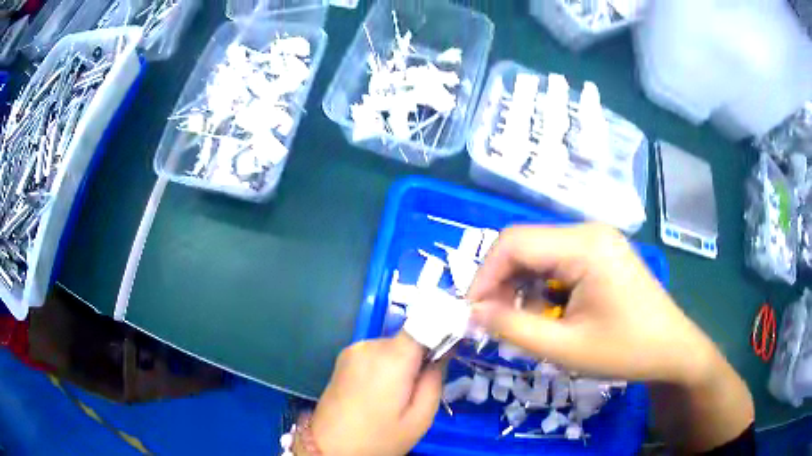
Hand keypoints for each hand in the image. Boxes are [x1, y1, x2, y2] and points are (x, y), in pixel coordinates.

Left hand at [301, 331, 441, 455]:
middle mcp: (369, 345)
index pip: (423, 323)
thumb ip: (435, 380)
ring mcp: (352, 350)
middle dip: (420, 356)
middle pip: (407, 338)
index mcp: (391, 357)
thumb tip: (443, 353)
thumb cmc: (378, 438)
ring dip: (402, 362)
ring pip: (392, 346)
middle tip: (421, 387)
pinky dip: (385, 365)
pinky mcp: (342, 358)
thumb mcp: (419, 418)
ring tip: (397, 395)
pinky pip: (375, 353)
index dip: (441, 329)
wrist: (329, 448)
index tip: (453, 346)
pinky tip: (380, 391)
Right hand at [468, 224, 716, 386]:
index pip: (514, 243)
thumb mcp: (565, 348)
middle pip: (526, 245)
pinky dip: (541, 286)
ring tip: (520, 321)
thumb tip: (471, 312)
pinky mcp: (601, 252)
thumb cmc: (625, 350)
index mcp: (584, 245)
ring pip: (539, 253)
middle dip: (501, 282)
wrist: (672, 350)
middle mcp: (588, 231)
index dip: (484, 276)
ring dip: (521, 286)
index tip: (471, 312)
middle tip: (492, 321)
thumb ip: (512, 328)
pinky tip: (546, 312)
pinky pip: (557, 261)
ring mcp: (597, 239)